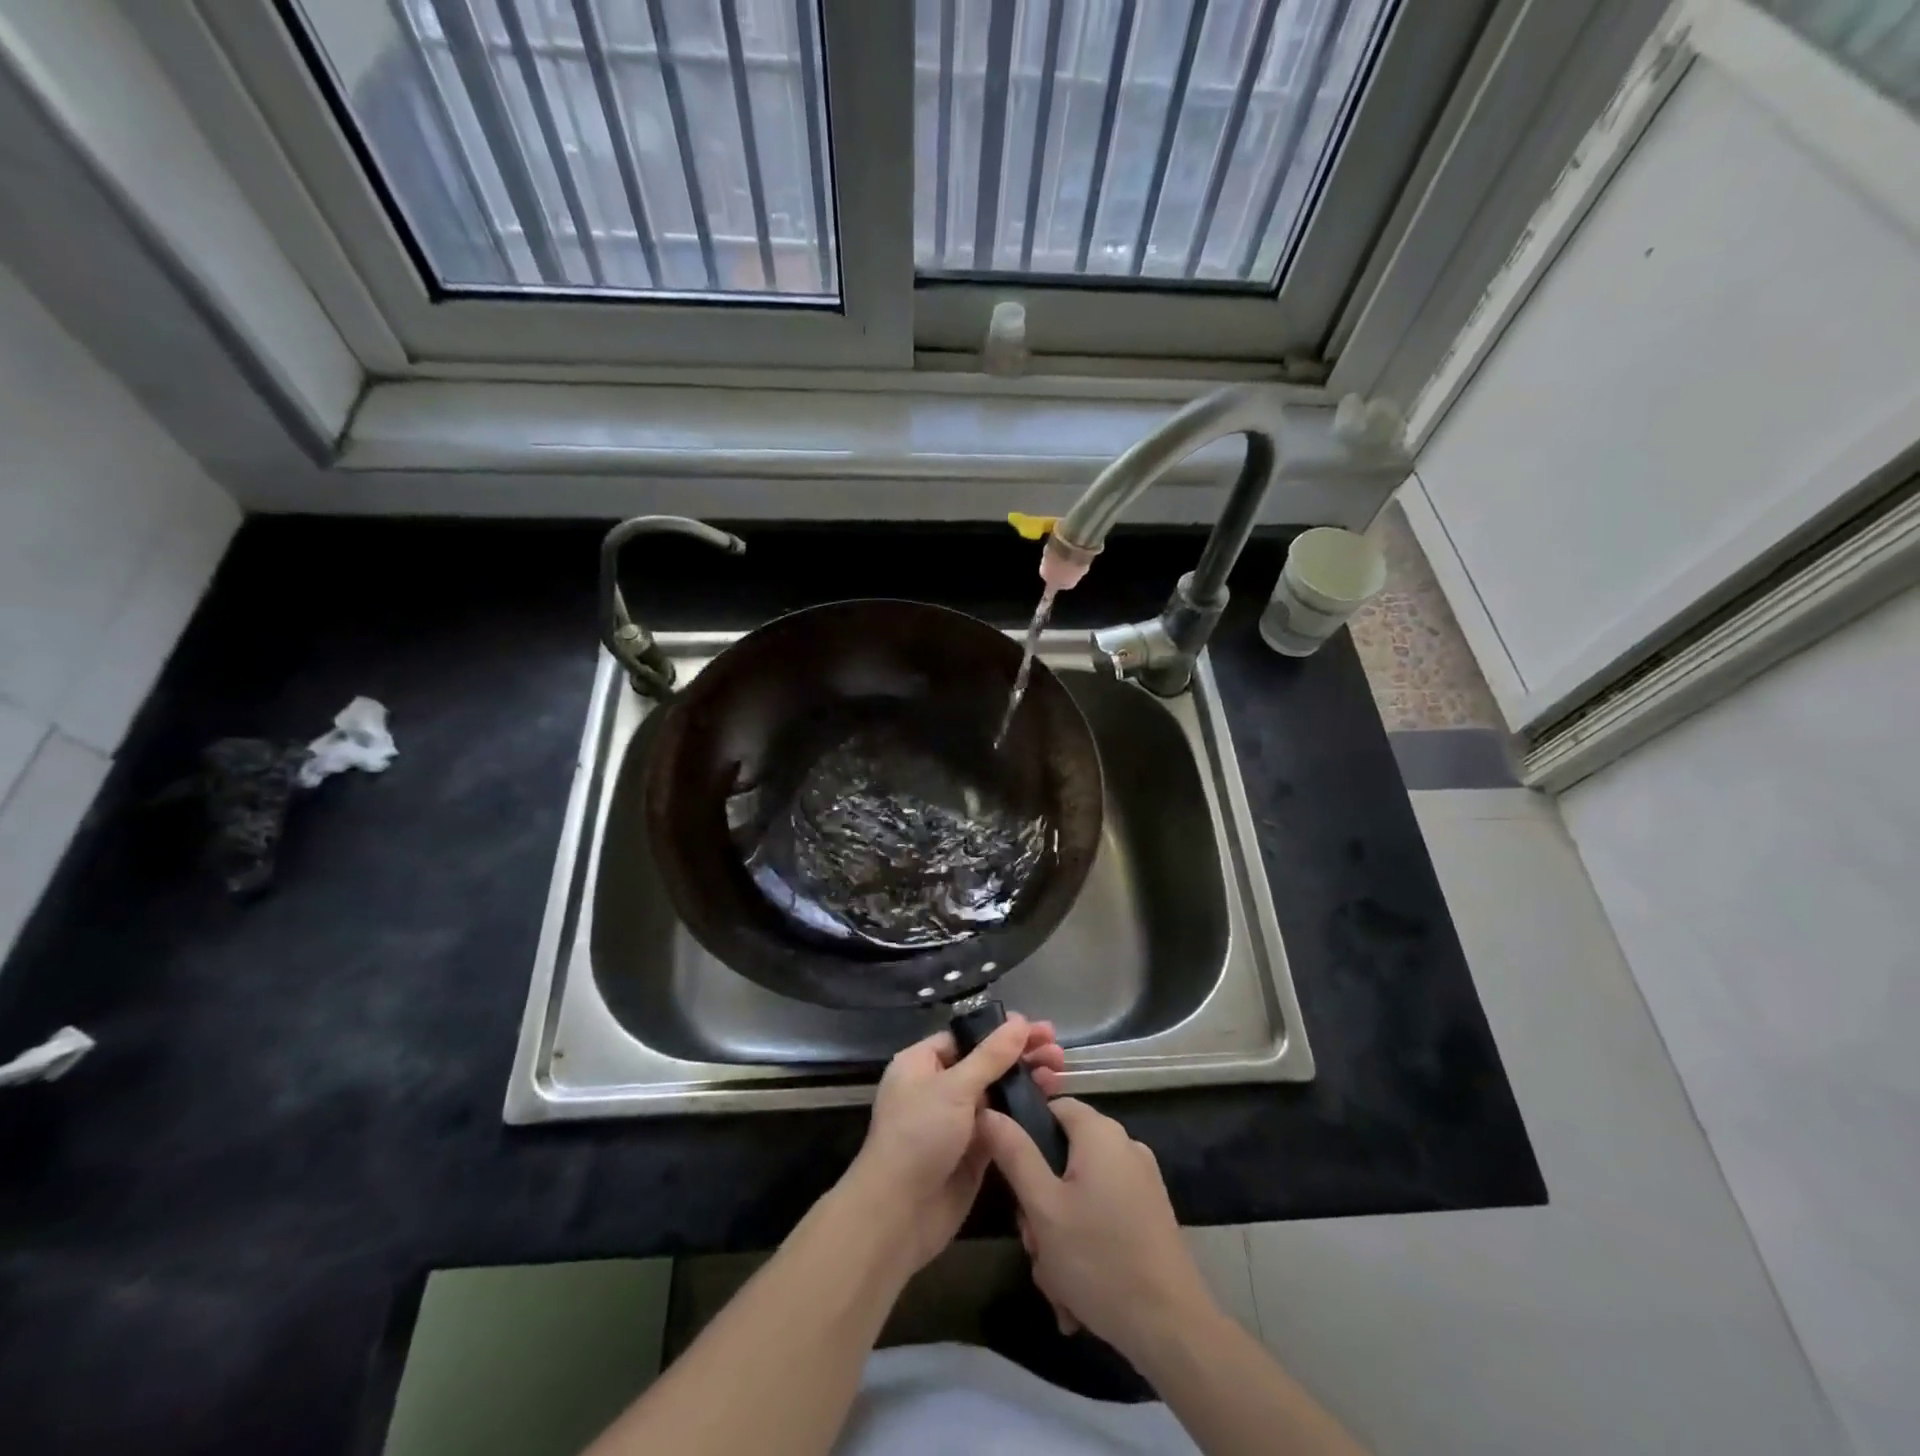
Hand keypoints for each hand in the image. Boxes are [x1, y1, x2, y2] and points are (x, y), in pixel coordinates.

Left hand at [845, 1016, 1064, 1272]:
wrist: (899, 1214)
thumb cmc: (918, 1136)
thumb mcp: (954, 1088)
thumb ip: (990, 1056)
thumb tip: (1020, 1022)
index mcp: (922, 1063)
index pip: (966, 1037)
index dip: (1000, 1031)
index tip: (1037, 1028)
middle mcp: (939, 1087)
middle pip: (986, 1062)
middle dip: (1020, 1054)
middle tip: (1057, 1051)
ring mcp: (957, 1120)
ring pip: (997, 1092)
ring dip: (1026, 1081)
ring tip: (1059, 1073)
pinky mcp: (974, 1151)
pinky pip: (1002, 1123)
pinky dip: (1023, 1112)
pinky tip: (1050, 1102)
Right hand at [980, 1097, 1214, 1362]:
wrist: (1172, 1328)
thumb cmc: (1099, 1259)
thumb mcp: (1043, 1207)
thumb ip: (1014, 1154)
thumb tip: (989, 1110)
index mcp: (1100, 1133)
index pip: (1052, 1107)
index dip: (1025, 1134)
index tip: (1011, 1179)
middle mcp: (1124, 1146)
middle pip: (1064, 1157)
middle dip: (1041, 1205)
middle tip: (1035, 1245)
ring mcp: (1141, 1182)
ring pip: (1080, 1194)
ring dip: (1060, 1235)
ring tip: (1057, 1282)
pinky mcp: (1150, 1215)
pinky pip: (1103, 1216)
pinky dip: (1086, 1245)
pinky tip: (1078, 1293)